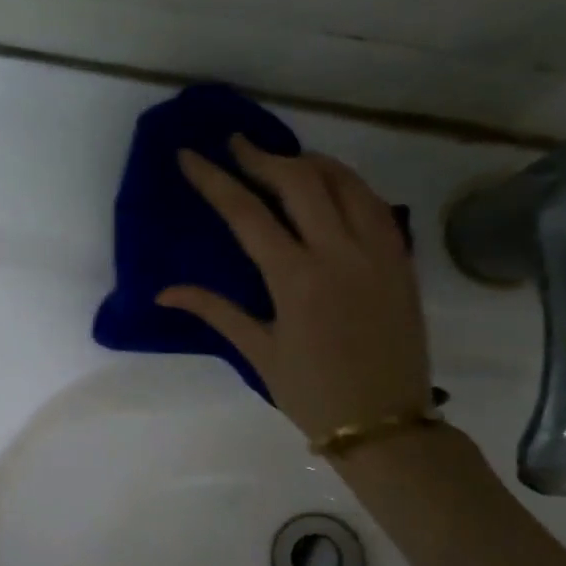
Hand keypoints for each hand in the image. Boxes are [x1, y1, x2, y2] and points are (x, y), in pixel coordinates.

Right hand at [157, 137, 433, 439]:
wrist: (384, 422)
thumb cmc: (311, 392)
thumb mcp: (257, 352)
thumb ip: (215, 311)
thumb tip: (164, 292)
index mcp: (296, 279)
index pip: (247, 213)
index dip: (215, 180)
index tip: (190, 155)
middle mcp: (339, 253)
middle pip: (300, 182)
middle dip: (262, 156)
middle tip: (236, 144)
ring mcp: (378, 252)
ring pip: (345, 183)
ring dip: (309, 162)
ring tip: (281, 157)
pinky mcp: (401, 260)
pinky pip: (375, 204)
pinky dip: (348, 184)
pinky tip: (331, 185)